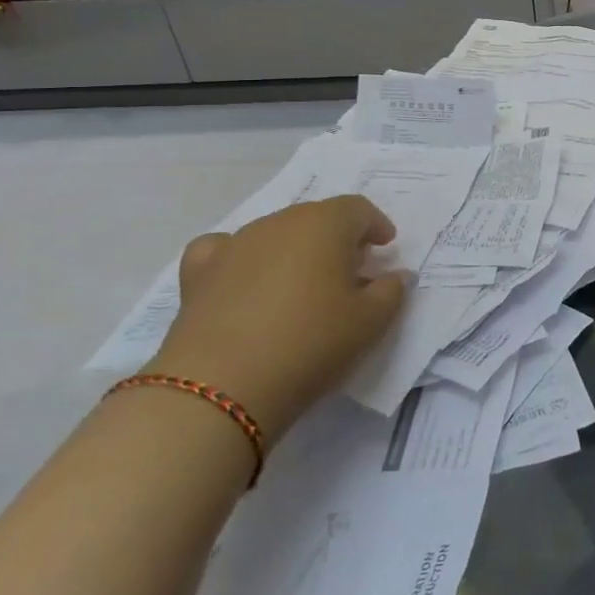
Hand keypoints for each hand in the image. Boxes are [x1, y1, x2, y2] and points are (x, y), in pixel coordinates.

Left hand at [150, 197, 407, 436]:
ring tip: (302, 285)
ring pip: (275, 233)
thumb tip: (396, 275)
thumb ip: (391, 291)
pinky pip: (225, 250)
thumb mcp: (370, 322)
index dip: (376, 225)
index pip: (358, 209)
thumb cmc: (311, 343)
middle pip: (316, 217)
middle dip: (337, 238)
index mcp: (326, 224)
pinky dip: (242, 259)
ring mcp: (235, 243)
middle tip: (350, 271)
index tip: (385, 247)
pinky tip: (245, 280)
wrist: (222, 386)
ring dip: (294, 250)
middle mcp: (280, 222)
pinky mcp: (199, 272)